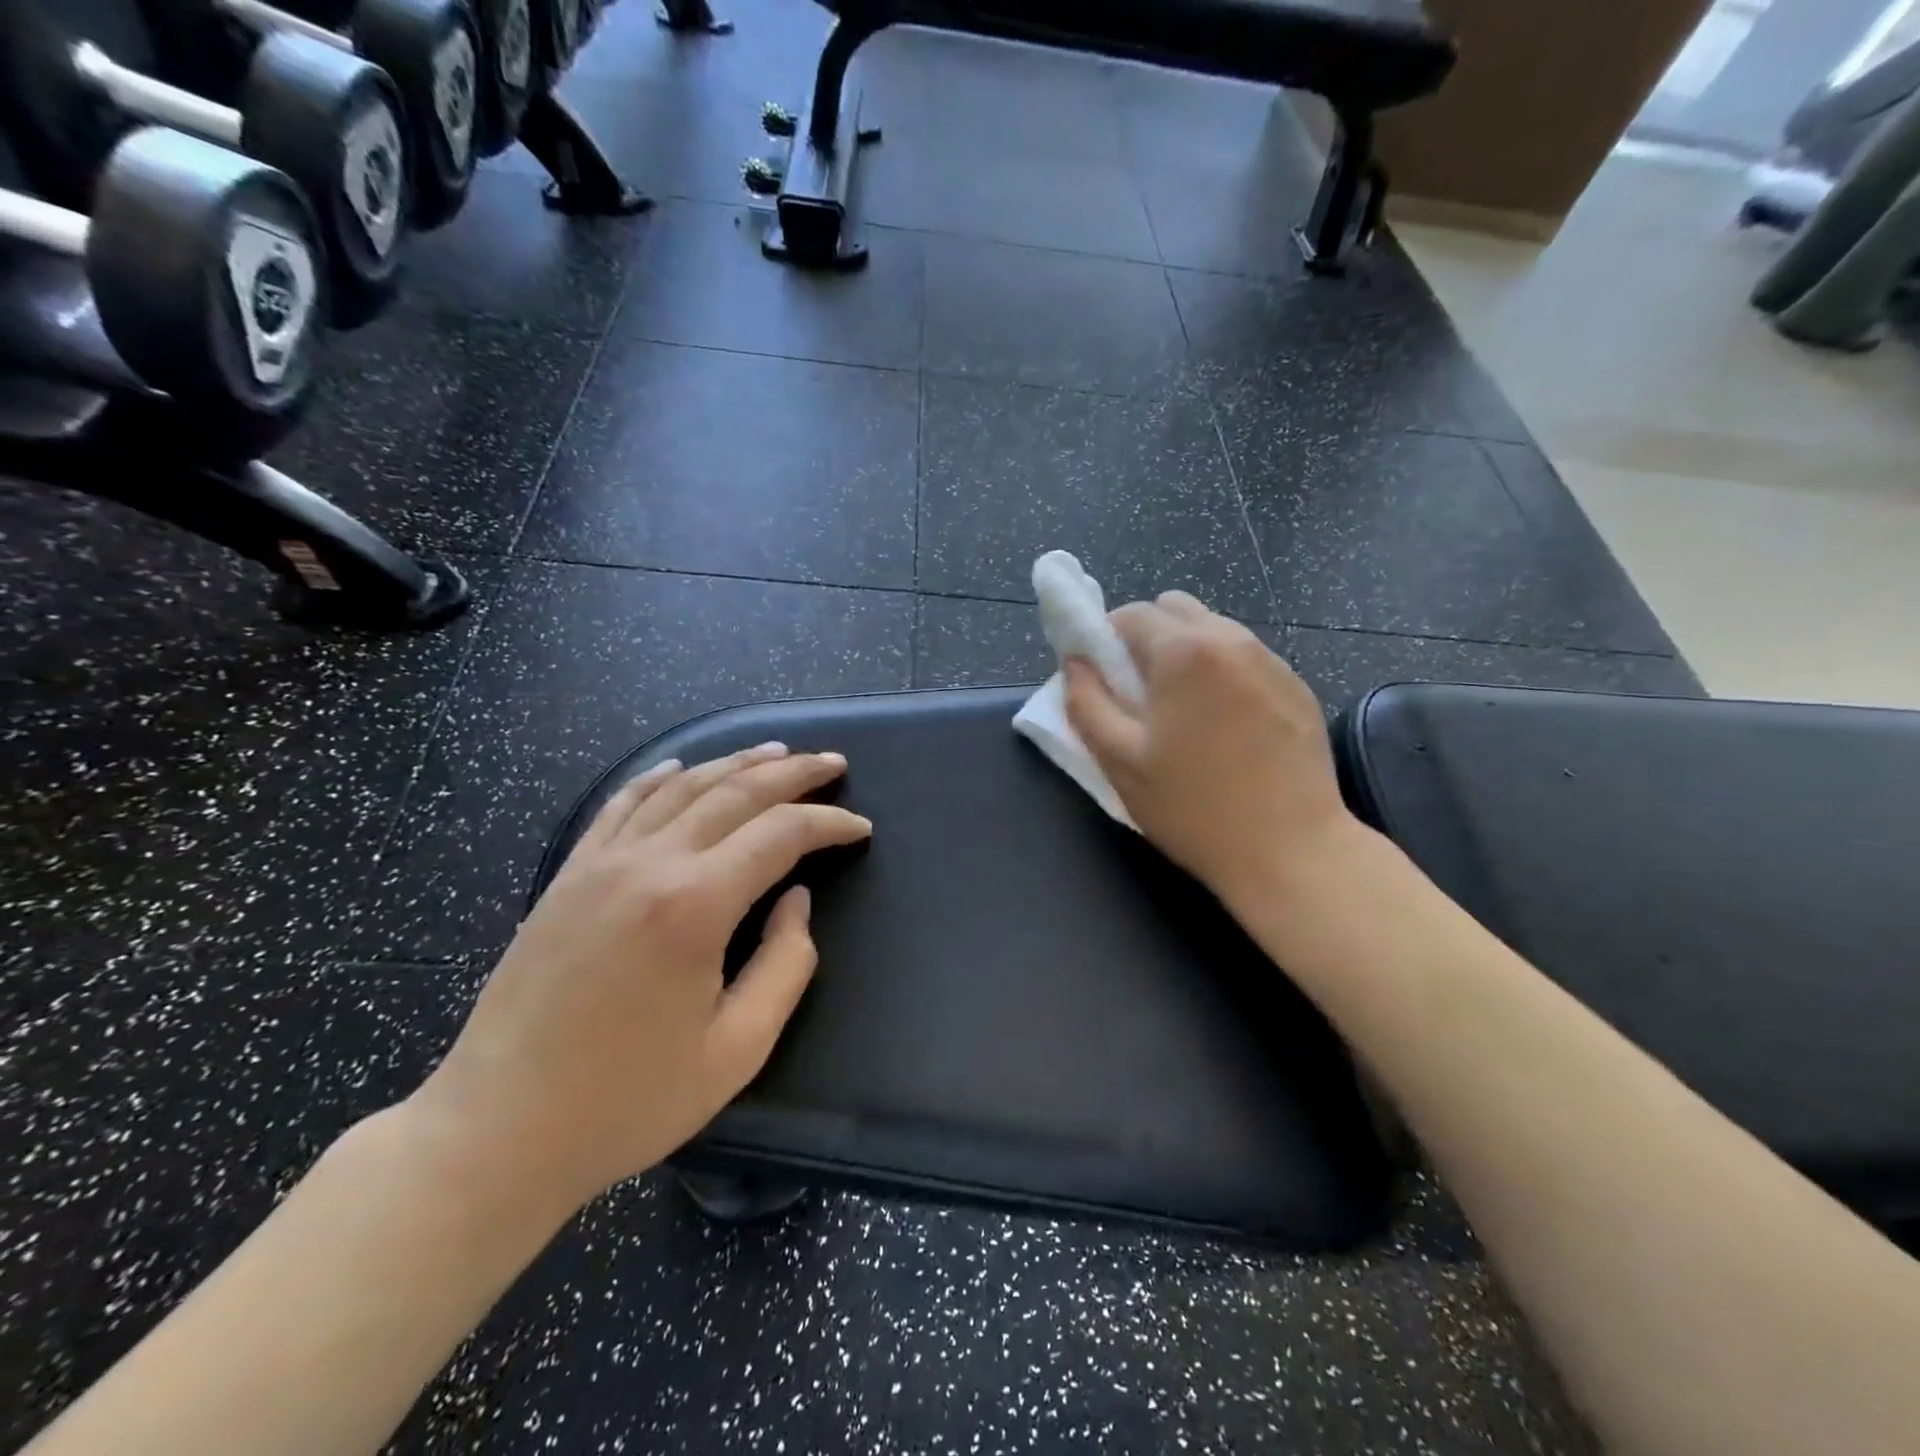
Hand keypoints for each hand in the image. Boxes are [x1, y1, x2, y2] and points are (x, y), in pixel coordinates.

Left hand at [413, 743, 871, 1211]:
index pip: (781, 834)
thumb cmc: (629, 1100)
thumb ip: (786, 964)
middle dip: (793, 773)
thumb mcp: (738, 1049)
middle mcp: (650, 864)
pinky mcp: (569, 875)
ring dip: (735, 764)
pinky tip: (680, 769)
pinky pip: (621, 805)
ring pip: (682, 787)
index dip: (829, 824)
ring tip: (776, 753)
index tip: (860, 828)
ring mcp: (601, 863)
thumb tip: (796, 900)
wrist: (499, 1129)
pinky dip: (659, 779)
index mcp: (696, 905)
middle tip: (833, 764)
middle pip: (736, 792)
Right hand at [1064, 593, 1359, 911]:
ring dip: (1186, 654)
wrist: (1291, 850)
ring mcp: (1272, 660)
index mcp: (1184, 651)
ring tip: (1184, 712)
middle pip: (1174, 608)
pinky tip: (1225, 726)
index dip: (1104, 640)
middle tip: (1139, 693)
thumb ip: (1086, 702)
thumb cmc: (1193, 807)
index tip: (1102, 680)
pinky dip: (1221, 673)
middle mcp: (1231, 639)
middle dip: (1146, 638)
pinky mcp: (1297, 686)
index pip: (1130, 614)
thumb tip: (1076, 663)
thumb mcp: (1120, 760)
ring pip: (1212, 630)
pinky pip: (1244, 658)